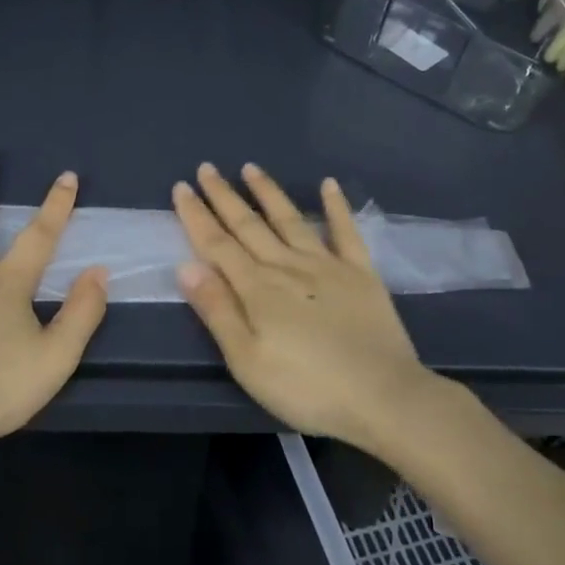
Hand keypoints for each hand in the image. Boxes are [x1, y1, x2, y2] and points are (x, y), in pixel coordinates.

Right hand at [173, 163, 435, 450]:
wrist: (383, 397)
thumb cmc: (306, 387)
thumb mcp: (247, 360)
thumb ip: (217, 310)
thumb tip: (186, 265)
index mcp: (257, 288)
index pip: (217, 244)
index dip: (197, 216)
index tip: (181, 187)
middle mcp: (287, 266)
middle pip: (248, 225)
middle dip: (224, 196)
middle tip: (206, 168)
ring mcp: (327, 265)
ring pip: (289, 220)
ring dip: (268, 192)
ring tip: (250, 167)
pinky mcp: (360, 273)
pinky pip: (346, 231)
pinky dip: (336, 206)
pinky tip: (329, 184)